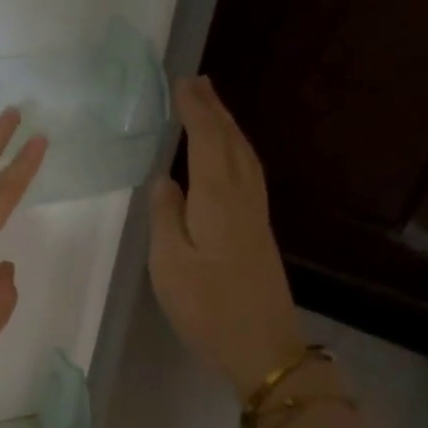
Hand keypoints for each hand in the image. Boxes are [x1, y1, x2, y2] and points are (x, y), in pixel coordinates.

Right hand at [148, 76, 303, 398]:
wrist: (262, 345)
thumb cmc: (206, 306)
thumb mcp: (169, 263)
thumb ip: (165, 216)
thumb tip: (165, 179)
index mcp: (218, 198)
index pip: (206, 140)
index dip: (195, 110)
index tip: (181, 83)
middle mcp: (242, 196)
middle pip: (231, 141)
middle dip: (214, 109)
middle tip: (197, 82)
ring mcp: (255, 213)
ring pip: (243, 155)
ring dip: (227, 127)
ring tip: (211, 107)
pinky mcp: (258, 230)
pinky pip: (247, 172)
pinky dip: (234, 150)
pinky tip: (226, 156)